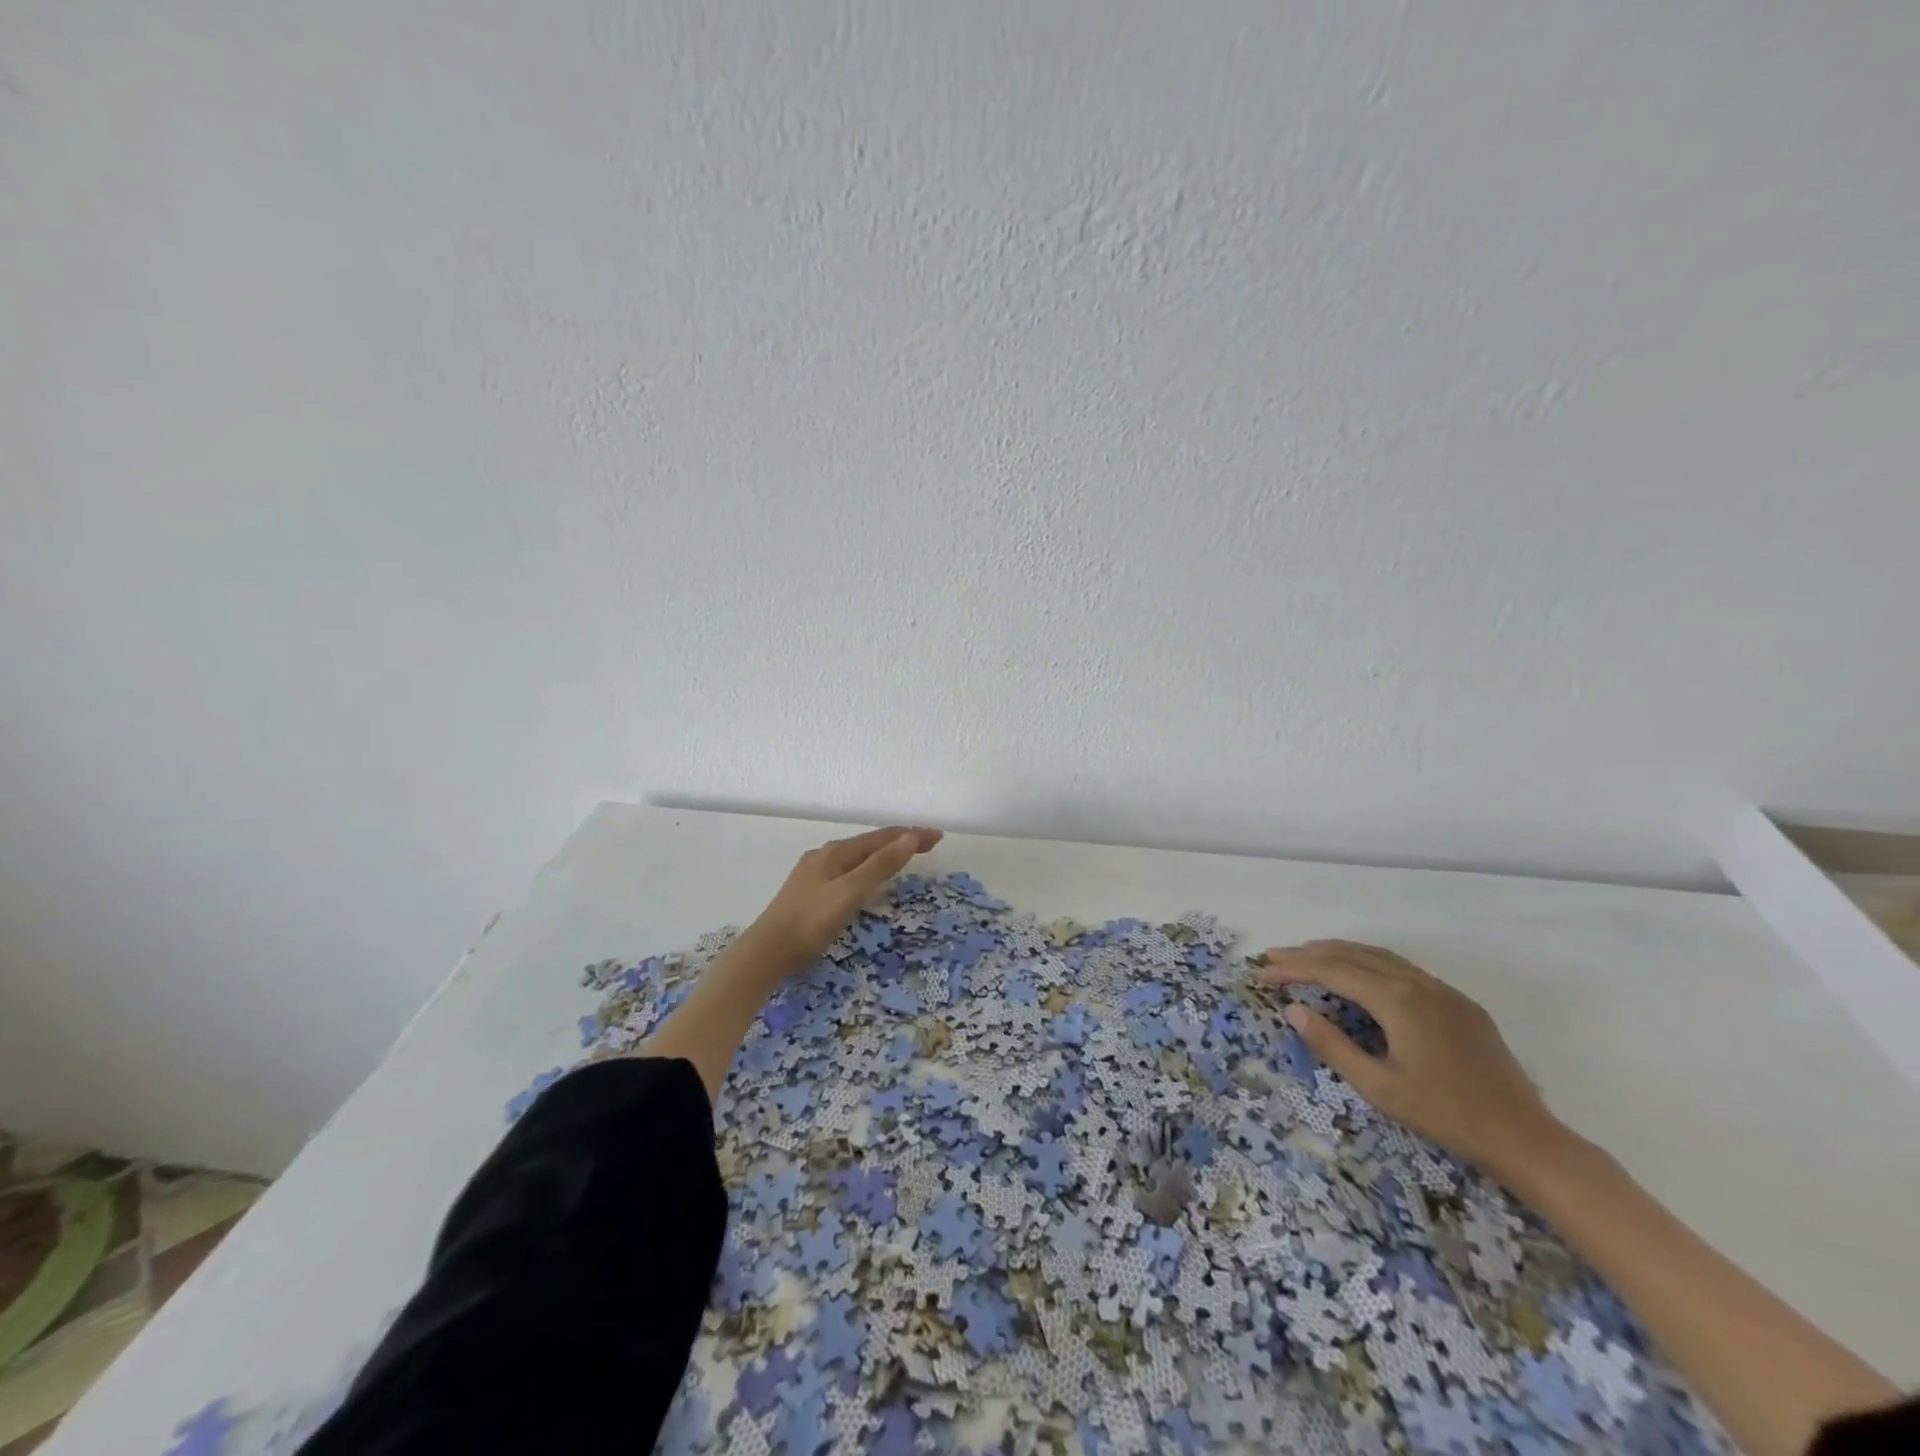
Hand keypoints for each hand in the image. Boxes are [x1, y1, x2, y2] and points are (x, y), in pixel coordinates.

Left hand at [748, 826, 943, 966]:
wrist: (766, 952)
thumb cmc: (810, 922)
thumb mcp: (850, 893)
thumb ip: (880, 866)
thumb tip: (909, 837)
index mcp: (836, 852)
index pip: (882, 837)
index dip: (911, 835)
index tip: (938, 837)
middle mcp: (825, 856)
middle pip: (869, 843)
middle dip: (900, 841)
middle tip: (928, 845)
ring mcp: (814, 873)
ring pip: (857, 856)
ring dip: (883, 854)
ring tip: (903, 856)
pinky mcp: (809, 892)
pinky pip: (847, 870)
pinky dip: (867, 868)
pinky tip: (866, 879)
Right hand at [1254, 940, 1567, 1183]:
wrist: (1526, 1137)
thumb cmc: (1446, 1116)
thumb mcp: (1379, 1087)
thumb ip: (1333, 1046)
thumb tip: (1294, 1011)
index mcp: (1398, 1000)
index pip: (1332, 970)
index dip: (1293, 968)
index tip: (1262, 972)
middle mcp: (1418, 983)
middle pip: (1353, 954)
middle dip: (1309, 953)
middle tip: (1274, 959)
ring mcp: (1442, 990)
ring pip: (1379, 956)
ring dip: (1338, 953)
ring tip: (1306, 958)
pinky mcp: (1459, 1003)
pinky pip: (1402, 968)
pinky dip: (1367, 963)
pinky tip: (1357, 976)